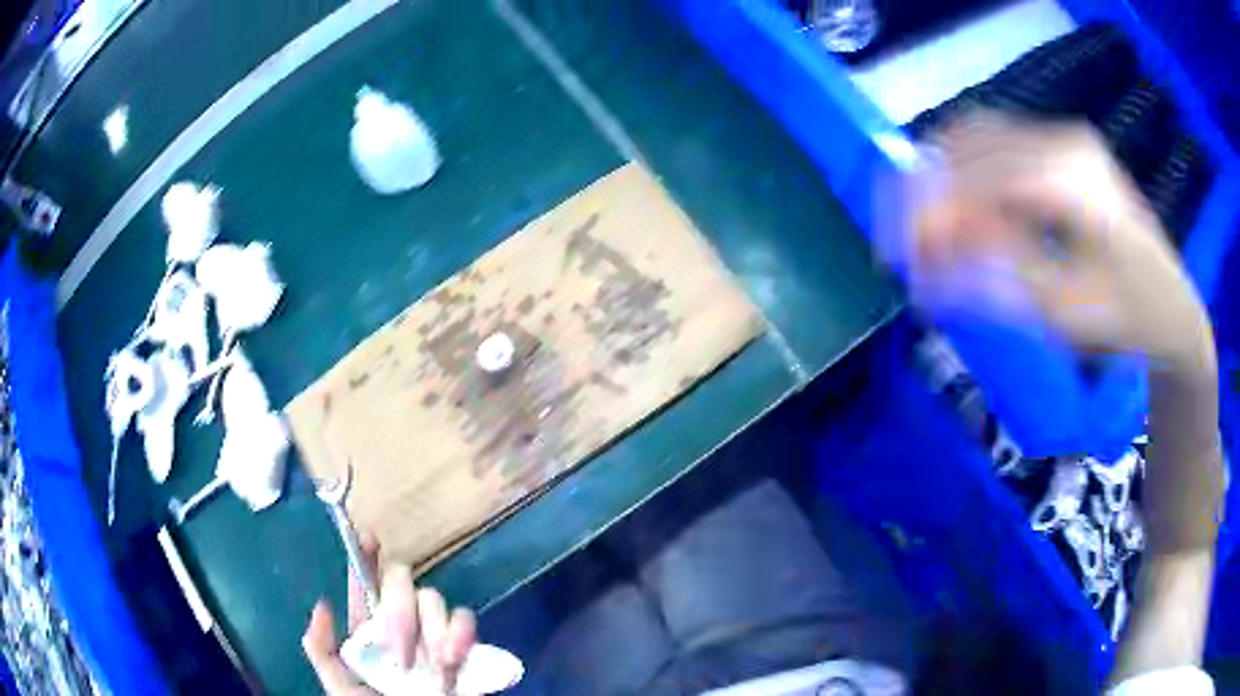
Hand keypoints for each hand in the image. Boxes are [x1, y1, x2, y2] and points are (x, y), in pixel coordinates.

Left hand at [303, 534, 477, 694]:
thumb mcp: (340, 687)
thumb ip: (323, 652)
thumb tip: (322, 604)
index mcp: (369, 632)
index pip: (366, 585)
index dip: (366, 559)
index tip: (368, 538)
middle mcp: (402, 626)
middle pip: (401, 582)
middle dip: (399, 608)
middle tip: (397, 650)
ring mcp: (434, 636)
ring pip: (433, 598)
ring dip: (432, 626)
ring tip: (433, 661)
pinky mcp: (464, 648)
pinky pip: (465, 622)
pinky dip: (461, 633)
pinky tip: (452, 657)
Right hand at [906, 112, 1211, 371]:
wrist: (1173, 308)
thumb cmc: (1127, 322)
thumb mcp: (1064, 312)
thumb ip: (996, 274)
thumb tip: (928, 261)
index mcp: (1069, 177)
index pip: (975, 177)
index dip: (927, 213)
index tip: (896, 259)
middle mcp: (1061, 139)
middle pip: (967, 147)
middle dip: (926, 198)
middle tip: (906, 252)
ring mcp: (1062, 137)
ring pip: (975, 139)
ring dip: (942, 182)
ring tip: (930, 235)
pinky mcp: (1061, 146)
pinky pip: (996, 144)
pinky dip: (966, 174)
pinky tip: (963, 212)